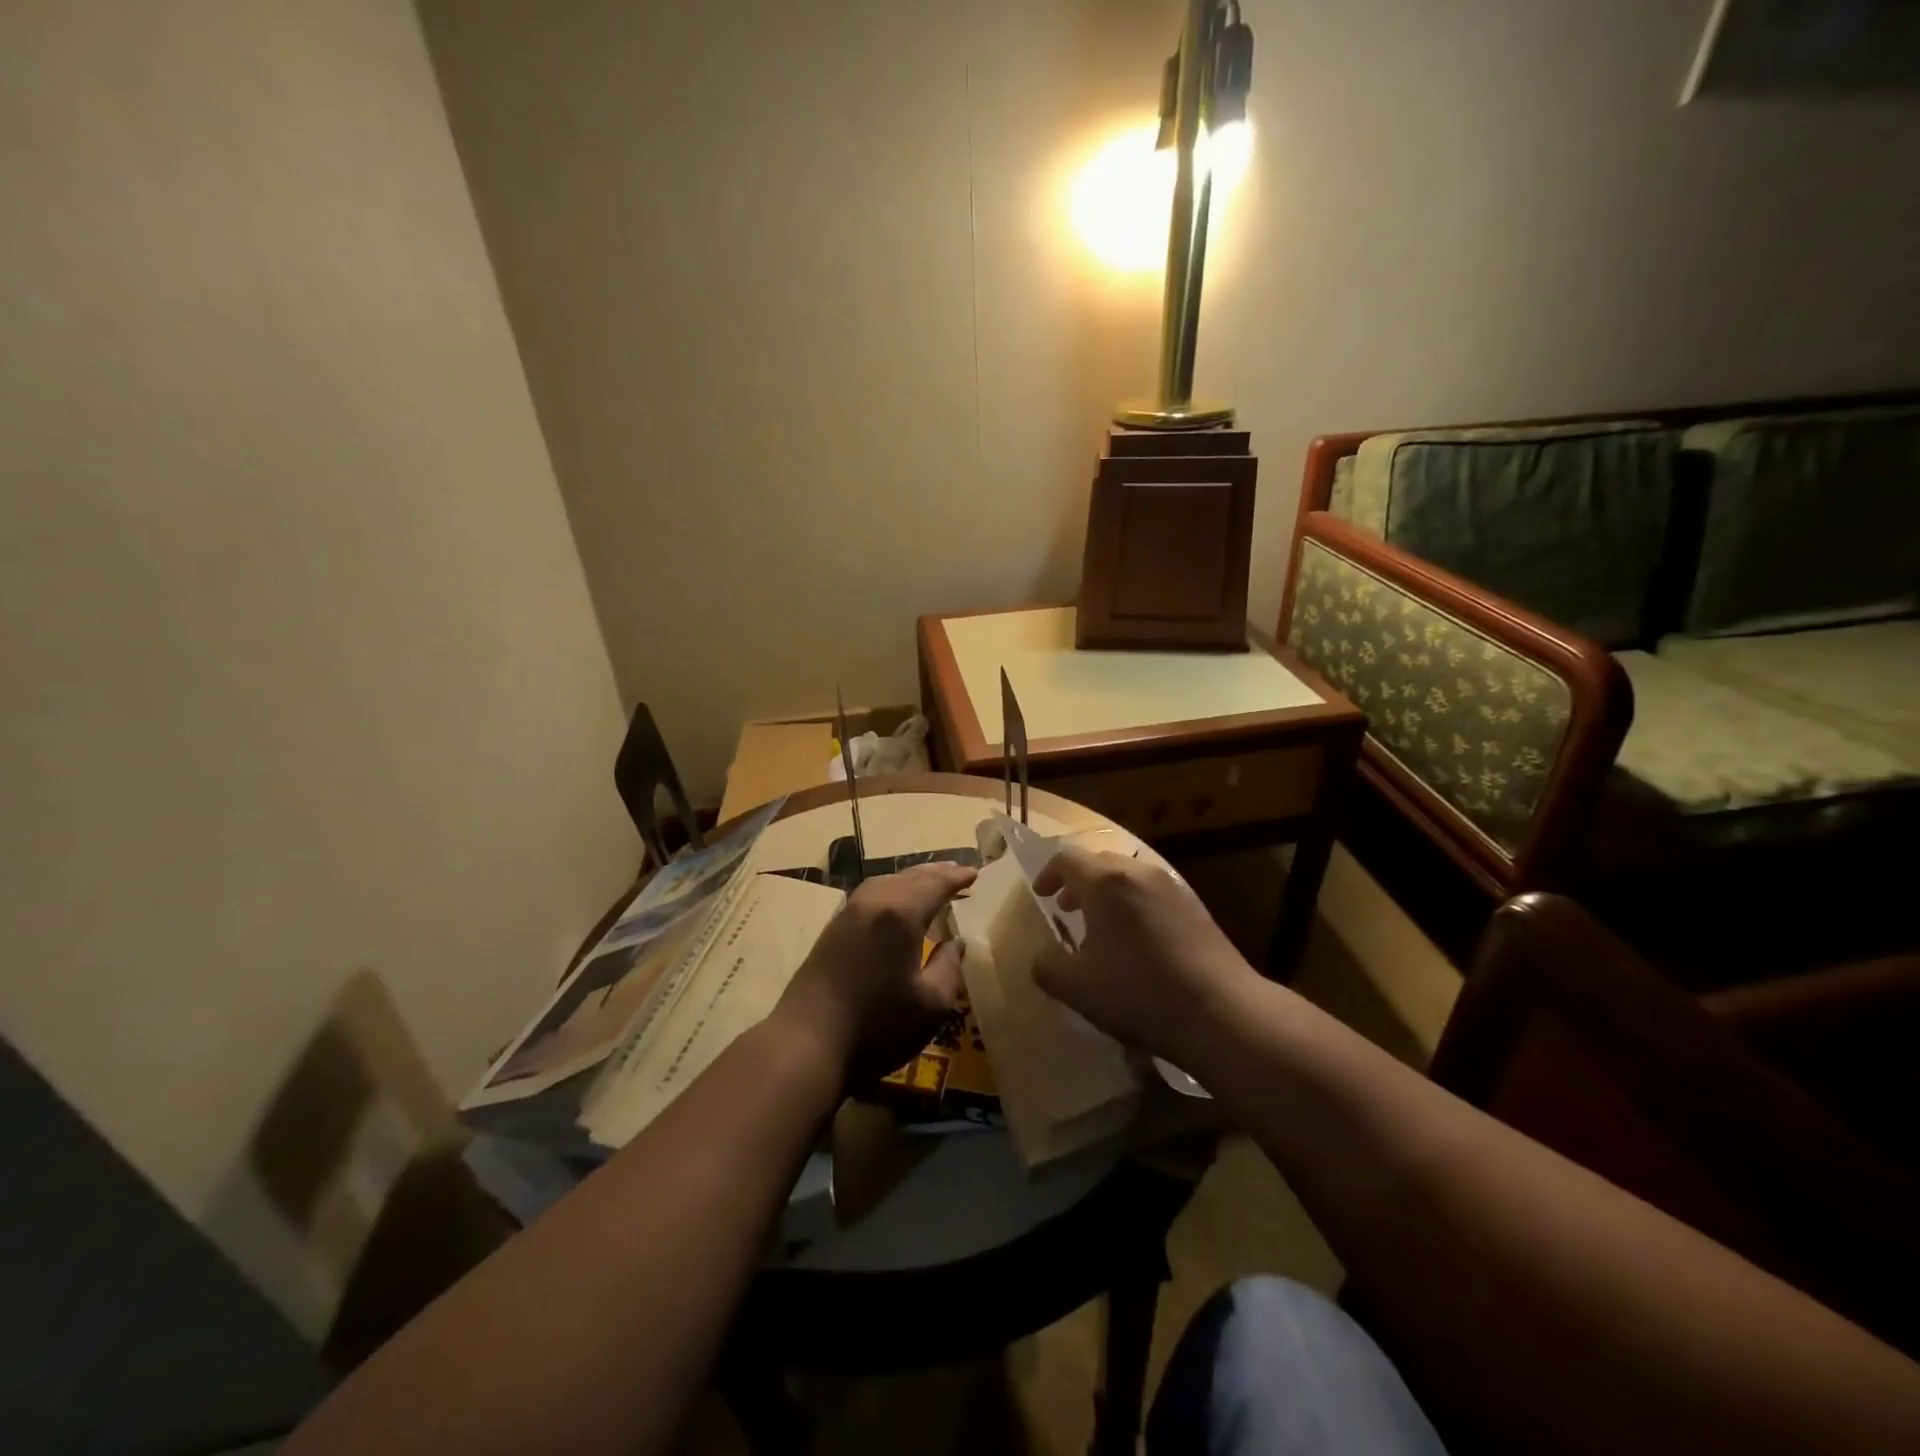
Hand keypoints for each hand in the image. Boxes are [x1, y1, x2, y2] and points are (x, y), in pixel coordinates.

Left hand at [771, 862, 976, 1085]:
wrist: (807, 1043)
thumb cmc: (877, 1026)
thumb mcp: (931, 1004)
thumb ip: (949, 967)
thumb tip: (955, 943)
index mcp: (900, 913)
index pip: (935, 884)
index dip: (956, 878)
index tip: (974, 873)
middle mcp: (873, 902)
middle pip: (909, 877)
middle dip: (935, 872)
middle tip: (957, 872)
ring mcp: (848, 914)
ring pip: (885, 882)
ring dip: (911, 879)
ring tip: (929, 883)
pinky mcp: (832, 929)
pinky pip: (870, 895)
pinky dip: (891, 890)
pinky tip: (895, 904)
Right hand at [1031, 847, 1252, 1066]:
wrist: (1222, 1012)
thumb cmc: (1140, 993)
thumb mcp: (1077, 988)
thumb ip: (1047, 968)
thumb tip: (1041, 959)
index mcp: (1106, 882)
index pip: (1067, 859)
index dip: (1048, 874)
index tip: (1041, 895)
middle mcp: (1139, 873)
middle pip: (1100, 862)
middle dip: (1078, 882)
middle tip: (1066, 909)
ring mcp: (1172, 887)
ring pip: (1129, 877)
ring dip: (1107, 895)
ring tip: (1101, 928)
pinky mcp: (1195, 907)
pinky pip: (1152, 893)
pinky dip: (1134, 905)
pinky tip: (1136, 943)